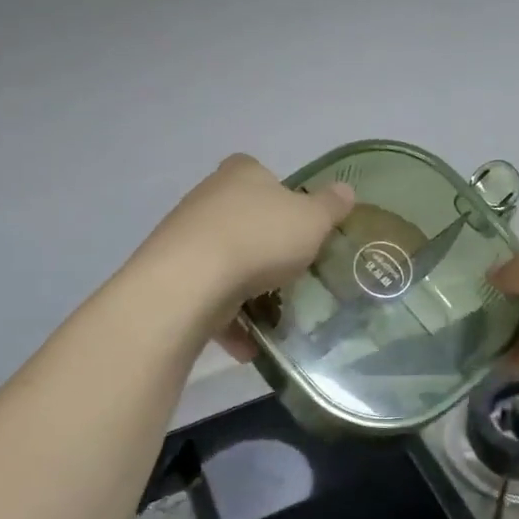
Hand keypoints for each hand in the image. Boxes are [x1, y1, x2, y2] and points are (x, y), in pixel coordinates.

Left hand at [140, 155, 354, 330]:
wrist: (190, 282)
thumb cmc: (259, 238)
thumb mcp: (312, 220)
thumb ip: (330, 206)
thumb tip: (345, 189)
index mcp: (241, 174)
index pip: (260, 173)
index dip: (281, 195)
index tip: (298, 222)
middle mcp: (208, 198)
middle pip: (242, 218)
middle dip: (265, 244)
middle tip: (293, 269)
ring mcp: (185, 237)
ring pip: (224, 260)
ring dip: (247, 288)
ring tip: (275, 315)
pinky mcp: (172, 276)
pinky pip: (208, 298)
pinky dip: (228, 320)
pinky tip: (250, 345)